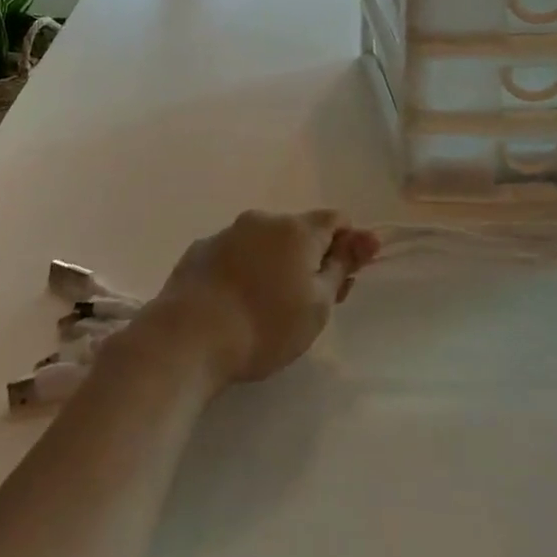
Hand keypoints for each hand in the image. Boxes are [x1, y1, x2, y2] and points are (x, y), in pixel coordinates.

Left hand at [134, 210, 379, 386]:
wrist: (188, 337)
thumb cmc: (265, 326)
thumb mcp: (317, 305)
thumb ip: (343, 267)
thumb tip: (368, 236)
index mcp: (297, 229)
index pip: (336, 219)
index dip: (347, 246)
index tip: (343, 282)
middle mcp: (263, 220)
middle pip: (299, 232)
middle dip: (310, 259)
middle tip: (308, 305)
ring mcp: (227, 232)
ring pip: (264, 242)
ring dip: (274, 264)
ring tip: (265, 310)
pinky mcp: (199, 250)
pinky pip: (233, 254)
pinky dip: (242, 271)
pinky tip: (233, 304)